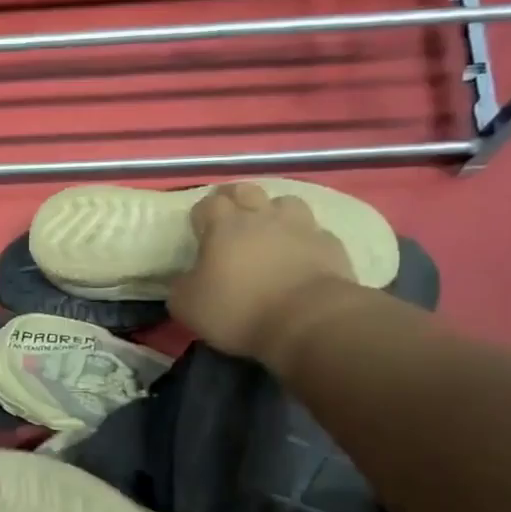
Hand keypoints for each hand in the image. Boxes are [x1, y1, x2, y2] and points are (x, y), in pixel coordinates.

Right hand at [167, 182, 354, 360]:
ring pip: (285, 202)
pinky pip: (313, 231)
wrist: (308, 320)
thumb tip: (184, 279)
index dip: (201, 214)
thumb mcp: (188, 306)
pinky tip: (300, 254)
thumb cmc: (239, 310)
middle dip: (235, 200)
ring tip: (269, 231)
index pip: (208, 203)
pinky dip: (304, 239)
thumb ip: (181, 286)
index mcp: (224, 226)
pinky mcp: (330, 244)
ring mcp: (301, 226)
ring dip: (274, 212)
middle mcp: (262, 216)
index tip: (198, 230)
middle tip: (230, 220)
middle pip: (246, 190)